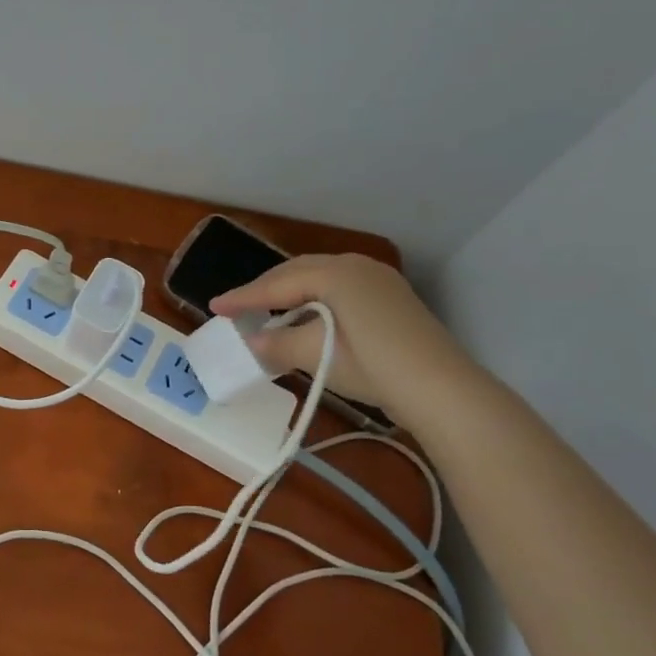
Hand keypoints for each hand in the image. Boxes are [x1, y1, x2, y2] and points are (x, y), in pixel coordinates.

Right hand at [209, 254, 475, 415]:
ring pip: (320, 278)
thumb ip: (277, 343)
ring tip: (268, 311)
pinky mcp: (391, 298)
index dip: (244, 297)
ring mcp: (378, 280)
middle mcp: (356, 266)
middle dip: (266, 289)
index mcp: (334, 273)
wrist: (440, 389)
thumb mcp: (316, 355)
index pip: (277, 284)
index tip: (214, 306)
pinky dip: (315, 300)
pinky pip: (340, 289)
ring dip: (291, 293)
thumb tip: (252, 341)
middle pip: (298, 272)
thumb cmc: (371, 365)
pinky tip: (307, 318)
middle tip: (238, 307)